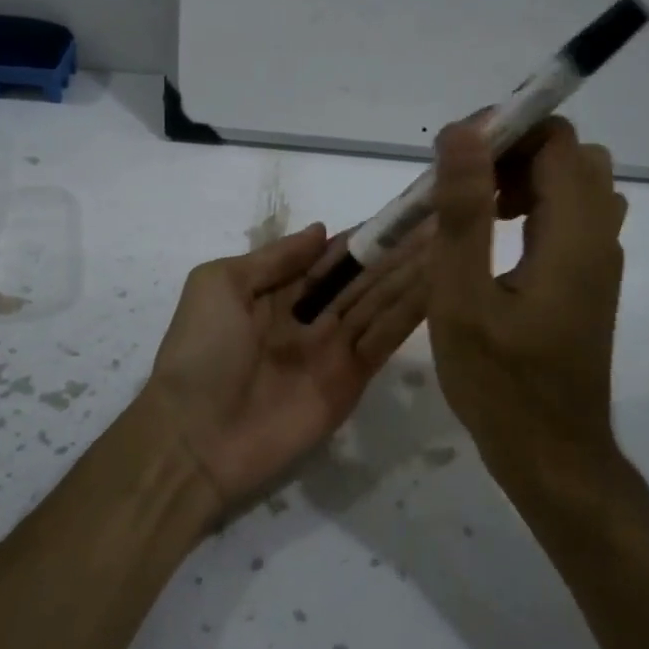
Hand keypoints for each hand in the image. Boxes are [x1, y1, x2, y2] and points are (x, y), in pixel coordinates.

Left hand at [145, 223, 428, 507]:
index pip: (330, 256)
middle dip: (398, 249)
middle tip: (444, 218)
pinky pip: (385, 338)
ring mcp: (333, 348)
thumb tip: (322, 229)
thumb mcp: (220, 285)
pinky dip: (412, 312)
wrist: (196, 439)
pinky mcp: (352, 380)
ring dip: (413, 273)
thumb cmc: (201, 351)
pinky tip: (441, 283)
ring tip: (451, 241)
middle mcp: (310, 315)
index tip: (403, 210)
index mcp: (276, 290)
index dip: (364, 234)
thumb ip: (273, 258)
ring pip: (380, 302)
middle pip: (362, 276)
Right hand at [428, 116, 626, 477]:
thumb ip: (464, 212)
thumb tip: (464, 132)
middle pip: (569, 156)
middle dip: (511, 152)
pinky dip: (531, 208)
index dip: (505, 130)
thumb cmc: (500, 384)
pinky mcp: (588, 281)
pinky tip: (492, 244)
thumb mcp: (463, 298)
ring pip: (571, 186)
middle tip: (459, 187)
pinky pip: (568, 218)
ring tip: (472, 212)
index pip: (557, 140)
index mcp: (574, 234)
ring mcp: (598, 260)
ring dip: (521, 180)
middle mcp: (599, 236)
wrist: (552, 455)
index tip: (452, 155)